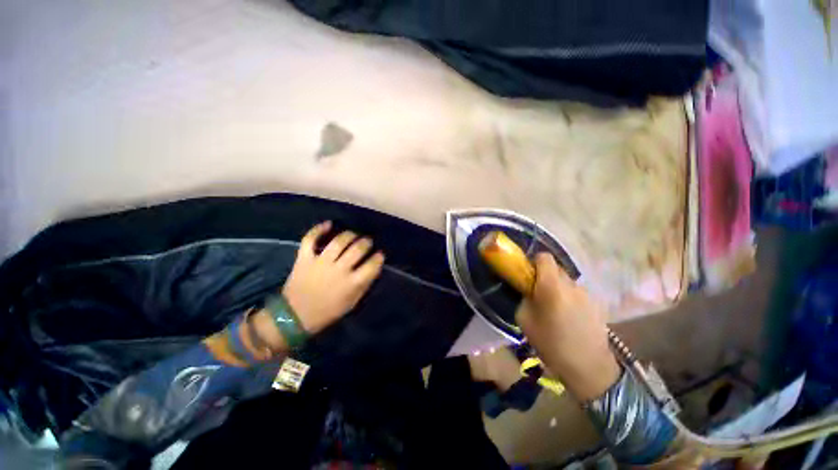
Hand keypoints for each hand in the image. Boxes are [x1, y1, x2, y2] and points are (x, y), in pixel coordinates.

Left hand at [282, 221, 384, 333]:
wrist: (294, 317)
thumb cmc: (327, 312)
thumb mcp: (352, 303)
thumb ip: (363, 285)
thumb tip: (373, 268)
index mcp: (351, 283)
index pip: (372, 265)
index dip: (379, 258)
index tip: (380, 254)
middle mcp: (338, 270)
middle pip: (357, 249)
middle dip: (366, 243)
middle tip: (367, 242)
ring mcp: (320, 262)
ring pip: (339, 241)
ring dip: (349, 235)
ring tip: (353, 235)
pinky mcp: (304, 259)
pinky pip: (310, 239)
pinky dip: (318, 230)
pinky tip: (329, 224)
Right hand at [516, 253, 620, 400]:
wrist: (588, 366)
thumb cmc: (551, 343)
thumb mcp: (524, 319)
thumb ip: (524, 297)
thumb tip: (528, 289)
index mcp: (551, 285)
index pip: (544, 257)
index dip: (534, 262)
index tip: (528, 275)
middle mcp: (571, 284)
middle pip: (555, 268)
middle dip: (544, 276)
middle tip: (538, 293)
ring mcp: (586, 293)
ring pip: (566, 281)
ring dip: (558, 287)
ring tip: (554, 308)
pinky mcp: (596, 303)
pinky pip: (576, 292)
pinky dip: (569, 297)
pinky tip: (569, 316)